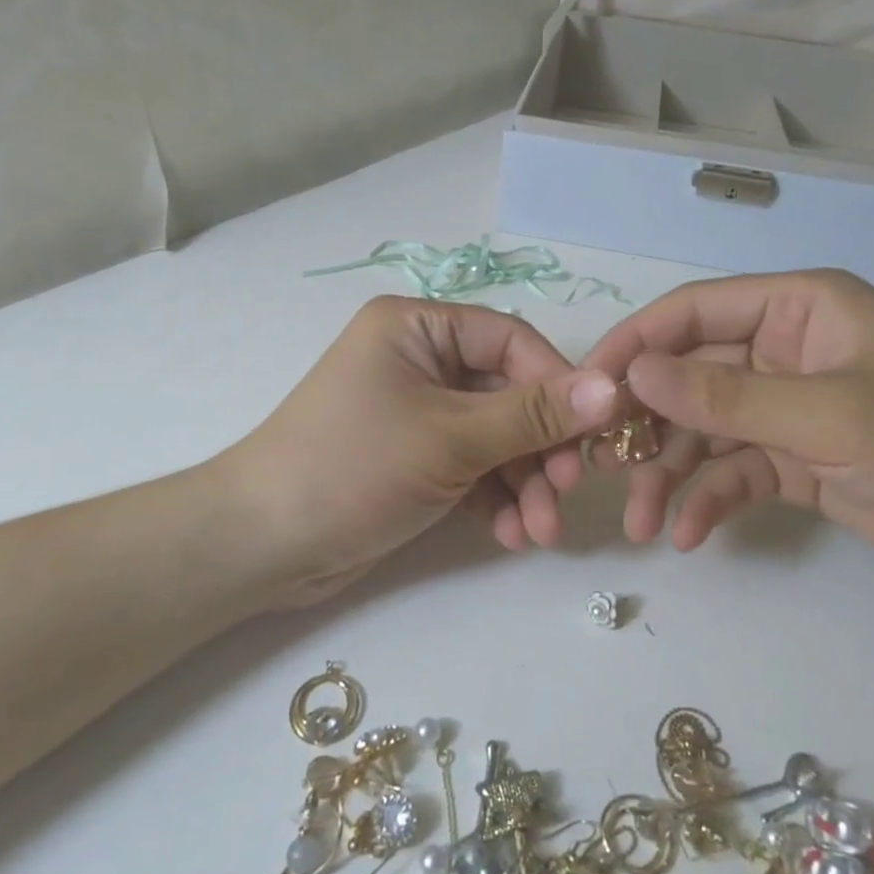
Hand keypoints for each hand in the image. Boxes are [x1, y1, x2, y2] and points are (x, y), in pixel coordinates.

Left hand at [222, 296, 618, 605]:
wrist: (262, 545)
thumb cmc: (353, 467)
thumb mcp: (451, 437)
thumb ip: (533, 415)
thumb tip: (611, 389)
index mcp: (418, 327)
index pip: (511, 341)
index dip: (558, 385)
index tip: (594, 433)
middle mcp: (420, 361)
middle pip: (508, 395)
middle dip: (540, 450)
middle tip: (565, 495)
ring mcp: (418, 413)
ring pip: (496, 439)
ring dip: (523, 484)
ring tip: (538, 533)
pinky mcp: (416, 460)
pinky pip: (473, 468)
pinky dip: (495, 499)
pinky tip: (511, 536)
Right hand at [573, 270, 873, 594]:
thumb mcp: (833, 416)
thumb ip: (728, 398)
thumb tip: (635, 375)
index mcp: (796, 310)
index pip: (693, 312)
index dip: (635, 345)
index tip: (584, 388)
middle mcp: (783, 352)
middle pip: (688, 378)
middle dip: (644, 424)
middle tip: (599, 467)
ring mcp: (788, 409)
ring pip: (704, 432)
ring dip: (668, 474)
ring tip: (641, 523)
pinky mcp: (796, 461)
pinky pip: (733, 472)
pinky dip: (709, 500)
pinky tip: (689, 535)